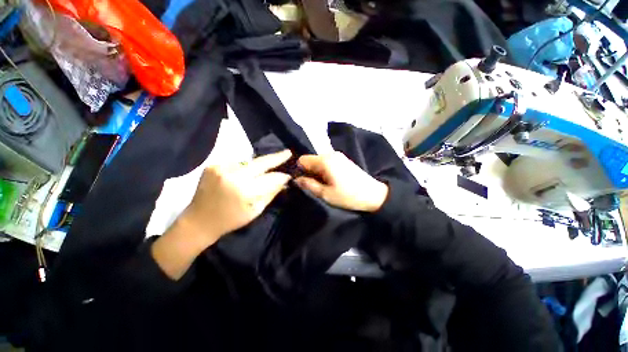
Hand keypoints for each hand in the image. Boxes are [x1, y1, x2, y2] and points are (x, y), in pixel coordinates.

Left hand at [152, 150, 292, 279]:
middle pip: (261, 162)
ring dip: (259, 164)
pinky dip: (245, 167)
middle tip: (288, 152)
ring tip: (266, 168)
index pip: (271, 178)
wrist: (198, 221)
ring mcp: (221, 167)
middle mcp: (233, 175)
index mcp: (244, 191)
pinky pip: (237, 162)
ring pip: (249, 161)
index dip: (282, 175)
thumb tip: (284, 180)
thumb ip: (271, 193)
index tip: (289, 174)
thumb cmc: (231, 220)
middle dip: (276, 157)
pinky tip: (245, 173)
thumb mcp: (256, 210)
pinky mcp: (213, 165)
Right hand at [295, 152, 387, 211]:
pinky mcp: (343, 159)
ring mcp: (338, 155)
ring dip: (317, 171)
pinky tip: (330, 180)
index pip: (302, 159)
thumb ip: (308, 185)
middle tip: (313, 185)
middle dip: (308, 171)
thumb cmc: (348, 196)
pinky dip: (324, 170)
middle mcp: (330, 154)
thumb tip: (296, 179)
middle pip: (311, 159)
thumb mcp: (326, 194)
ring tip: (323, 184)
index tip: (303, 182)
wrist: (374, 194)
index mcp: (324, 160)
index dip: (299, 170)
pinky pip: (327, 162)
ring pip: (319, 161)